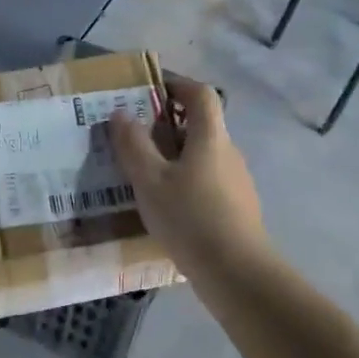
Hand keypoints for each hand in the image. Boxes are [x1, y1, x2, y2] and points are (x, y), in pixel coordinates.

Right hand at [107, 79, 265, 273]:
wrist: (236, 272)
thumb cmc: (190, 218)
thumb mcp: (150, 180)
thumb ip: (133, 145)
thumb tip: (121, 113)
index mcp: (210, 137)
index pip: (201, 94)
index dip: (177, 85)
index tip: (150, 91)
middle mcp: (229, 152)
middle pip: (202, 124)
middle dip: (169, 124)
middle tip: (135, 137)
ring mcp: (237, 182)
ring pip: (204, 155)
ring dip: (176, 155)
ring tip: (145, 175)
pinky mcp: (237, 208)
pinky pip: (208, 181)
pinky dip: (186, 181)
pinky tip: (167, 207)